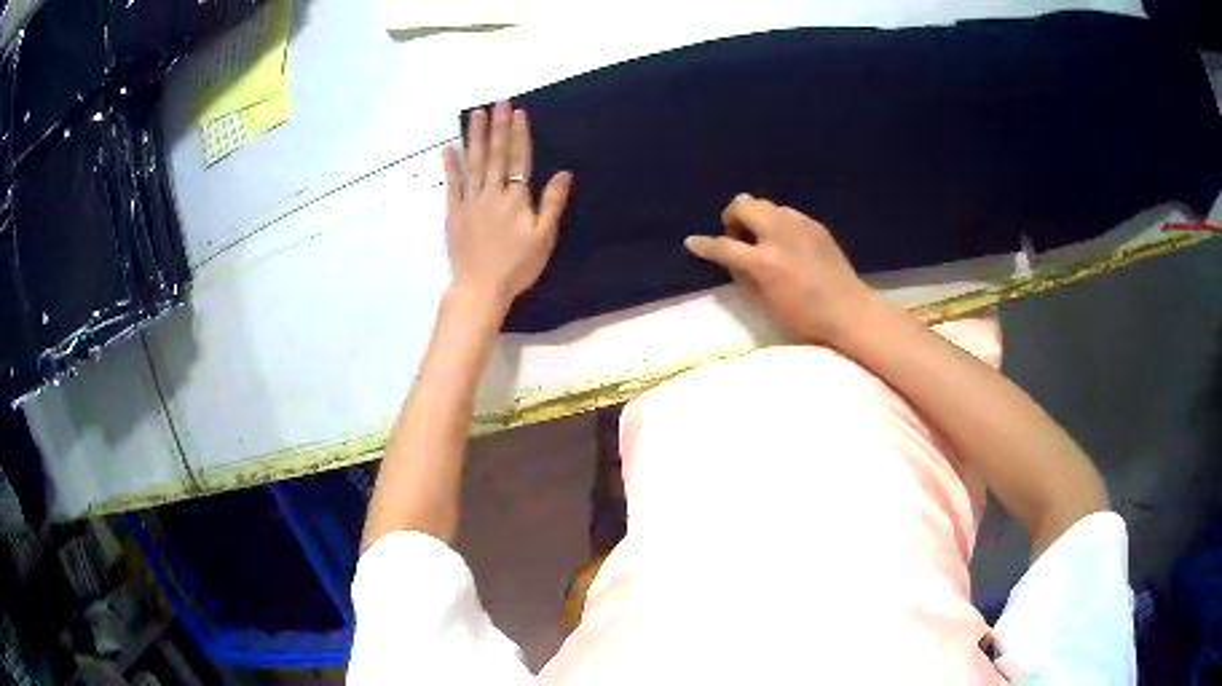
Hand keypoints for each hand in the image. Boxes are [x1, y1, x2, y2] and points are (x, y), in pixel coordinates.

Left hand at [443, 101, 572, 313]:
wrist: (480, 287)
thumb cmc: (517, 266)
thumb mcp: (544, 237)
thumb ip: (552, 203)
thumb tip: (564, 173)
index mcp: (515, 198)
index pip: (519, 158)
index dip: (519, 134)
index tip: (518, 112)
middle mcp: (492, 193)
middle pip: (495, 154)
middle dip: (498, 126)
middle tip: (498, 102)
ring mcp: (470, 201)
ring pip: (474, 162)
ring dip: (475, 136)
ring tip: (476, 114)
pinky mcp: (454, 212)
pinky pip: (452, 183)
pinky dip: (451, 165)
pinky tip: (449, 147)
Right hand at [684, 194, 878, 344]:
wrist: (850, 311)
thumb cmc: (805, 318)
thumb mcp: (766, 304)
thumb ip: (743, 277)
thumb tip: (731, 259)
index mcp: (765, 261)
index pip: (725, 246)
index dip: (704, 245)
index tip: (692, 242)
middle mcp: (780, 234)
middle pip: (744, 204)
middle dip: (733, 217)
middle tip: (737, 238)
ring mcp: (800, 225)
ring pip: (766, 205)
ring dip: (756, 219)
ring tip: (763, 240)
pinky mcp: (816, 225)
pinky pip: (787, 213)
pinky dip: (777, 223)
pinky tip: (786, 243)